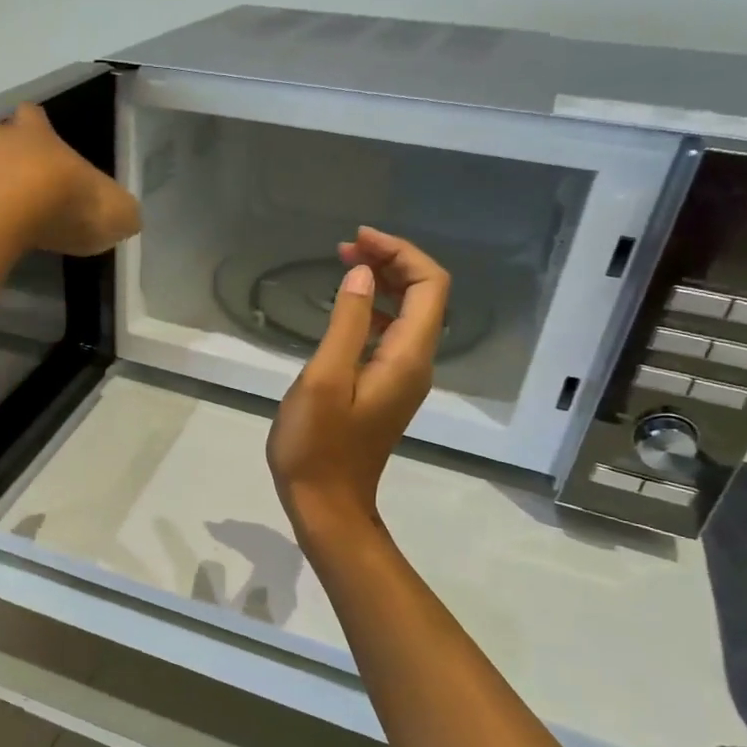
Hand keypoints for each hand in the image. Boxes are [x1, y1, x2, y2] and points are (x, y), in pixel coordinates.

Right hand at [267, 227, 450, 542]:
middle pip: (425, 296)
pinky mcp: (387, 391)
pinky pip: (393, 337)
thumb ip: (348, 323)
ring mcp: (403, 380)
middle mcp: (416, 365)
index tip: (357, 242)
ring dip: (382, 285)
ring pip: (409, 315)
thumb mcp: (324, 379)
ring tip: (343, 269)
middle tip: (345, 250)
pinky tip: (346, 311)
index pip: (429, 285)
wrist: (326, 504)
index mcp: (407, 358)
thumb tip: (363, 276)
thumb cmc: (317, 445)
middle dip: (390, 263)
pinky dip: (375, 312)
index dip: (399, 253)